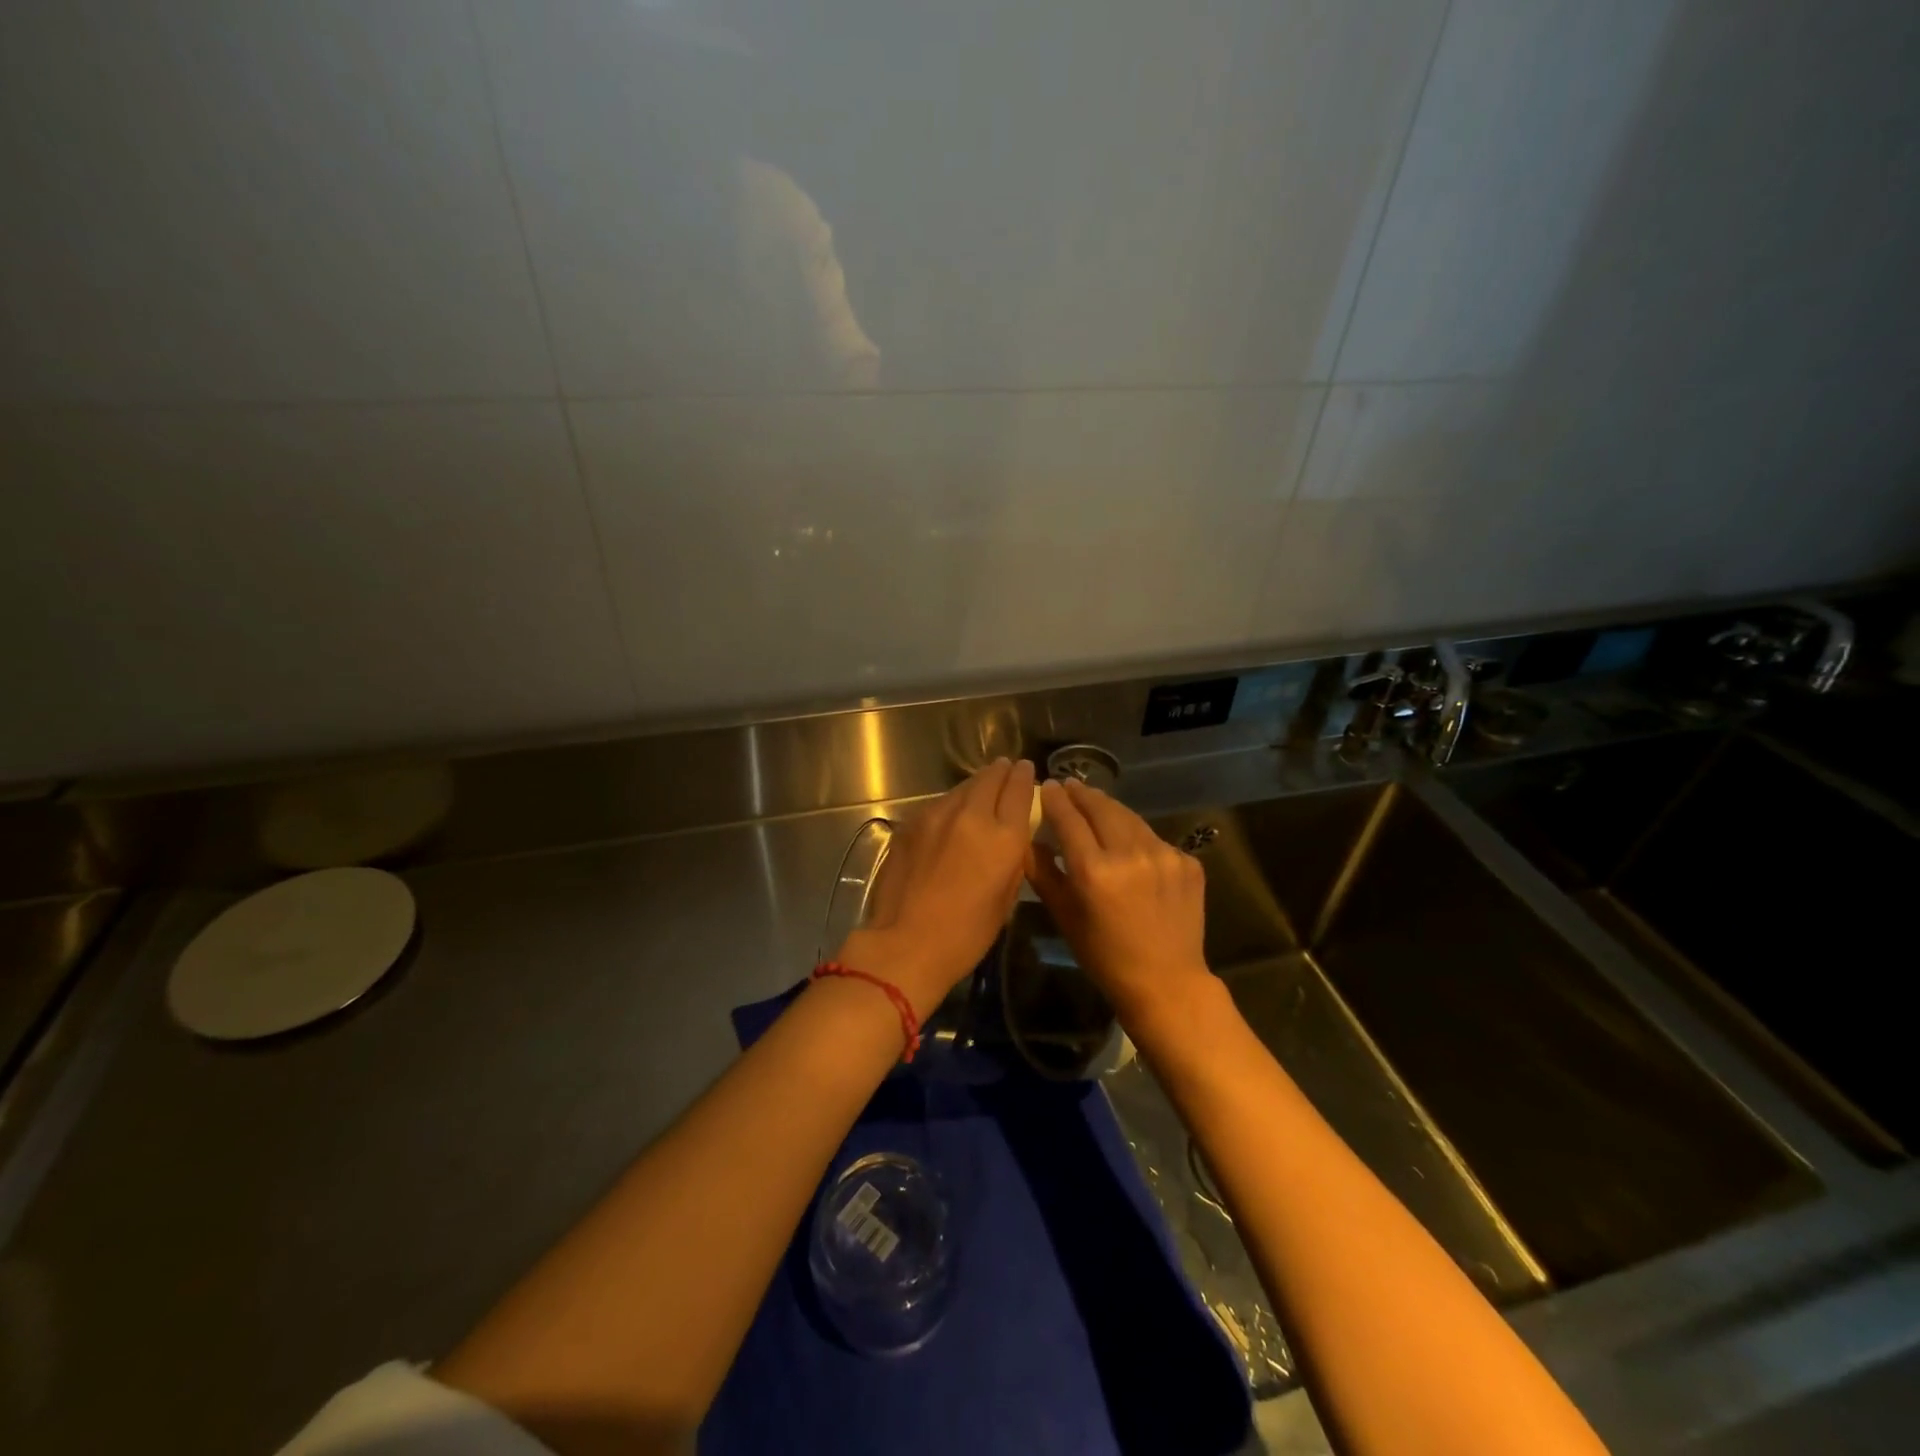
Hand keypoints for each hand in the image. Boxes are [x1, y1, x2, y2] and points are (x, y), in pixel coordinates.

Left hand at [838, 758, 1035, 1016]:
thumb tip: (1011, 838)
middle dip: (1001, 771)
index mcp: (1004, 837)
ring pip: (962, 787)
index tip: (1025, 768)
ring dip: (975, 784)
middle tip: (1006, 768)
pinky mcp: (910, 823)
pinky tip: (950, 813)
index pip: (1019, 790)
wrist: (906, 942)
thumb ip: (1012, 859)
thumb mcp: (1006, 899)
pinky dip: (950, 803)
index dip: (1024, 776)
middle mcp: (972, 815)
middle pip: (990, 778)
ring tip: (981, 786)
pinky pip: (937, 804)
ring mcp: (936, 815)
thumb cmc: (966, 934)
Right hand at [1026, 777, 1213, 1029]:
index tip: (1049, 785)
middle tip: (1072, 785)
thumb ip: (1043, 873)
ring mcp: (1164, 855)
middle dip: (1084, 794)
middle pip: (1102, 808)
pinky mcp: (1187, 862)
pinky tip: (1130, 845)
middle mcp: (1130, 853)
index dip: (1057, 799)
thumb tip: (1028, 841)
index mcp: (1094, 870)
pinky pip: (1155, 839)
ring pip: (1130, 818)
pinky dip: (1137, 836)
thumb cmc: (1104, 955)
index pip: (1069, 818)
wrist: (1166, 982)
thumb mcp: (1064, 916)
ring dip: (1111, 809)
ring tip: (1097, 805)